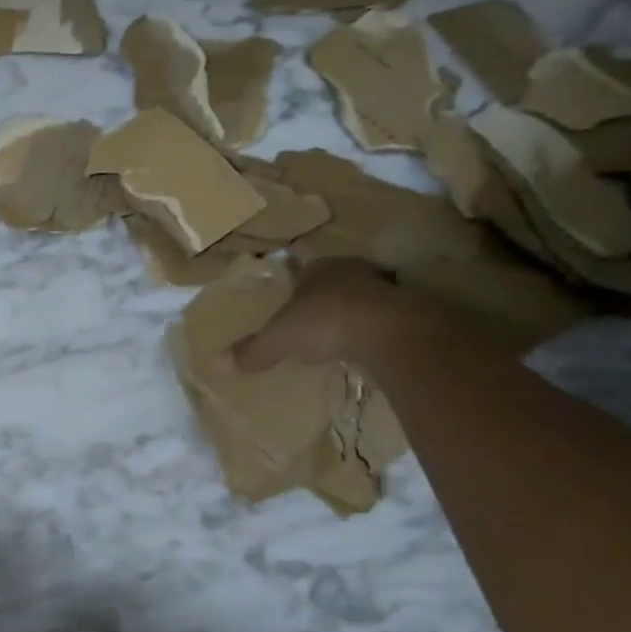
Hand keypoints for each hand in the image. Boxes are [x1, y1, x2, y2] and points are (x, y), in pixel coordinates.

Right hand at [230, 256, 410, 372]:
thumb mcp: (278, 340)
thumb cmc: (324, 324)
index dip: (297, 285)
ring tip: (346, 334)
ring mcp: (386, 287)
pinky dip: (380, 328)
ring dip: (357, 310)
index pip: (304, 270)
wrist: (389, 332)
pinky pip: (388, 316)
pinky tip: (372, 347)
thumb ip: (252, 350)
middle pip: (336, 280)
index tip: (292, 302)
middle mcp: (352, 270)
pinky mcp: (411, 309)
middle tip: (318, 317)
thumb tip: (219, 363)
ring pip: (366, 295)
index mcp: (319, 268)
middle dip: (328, 295)